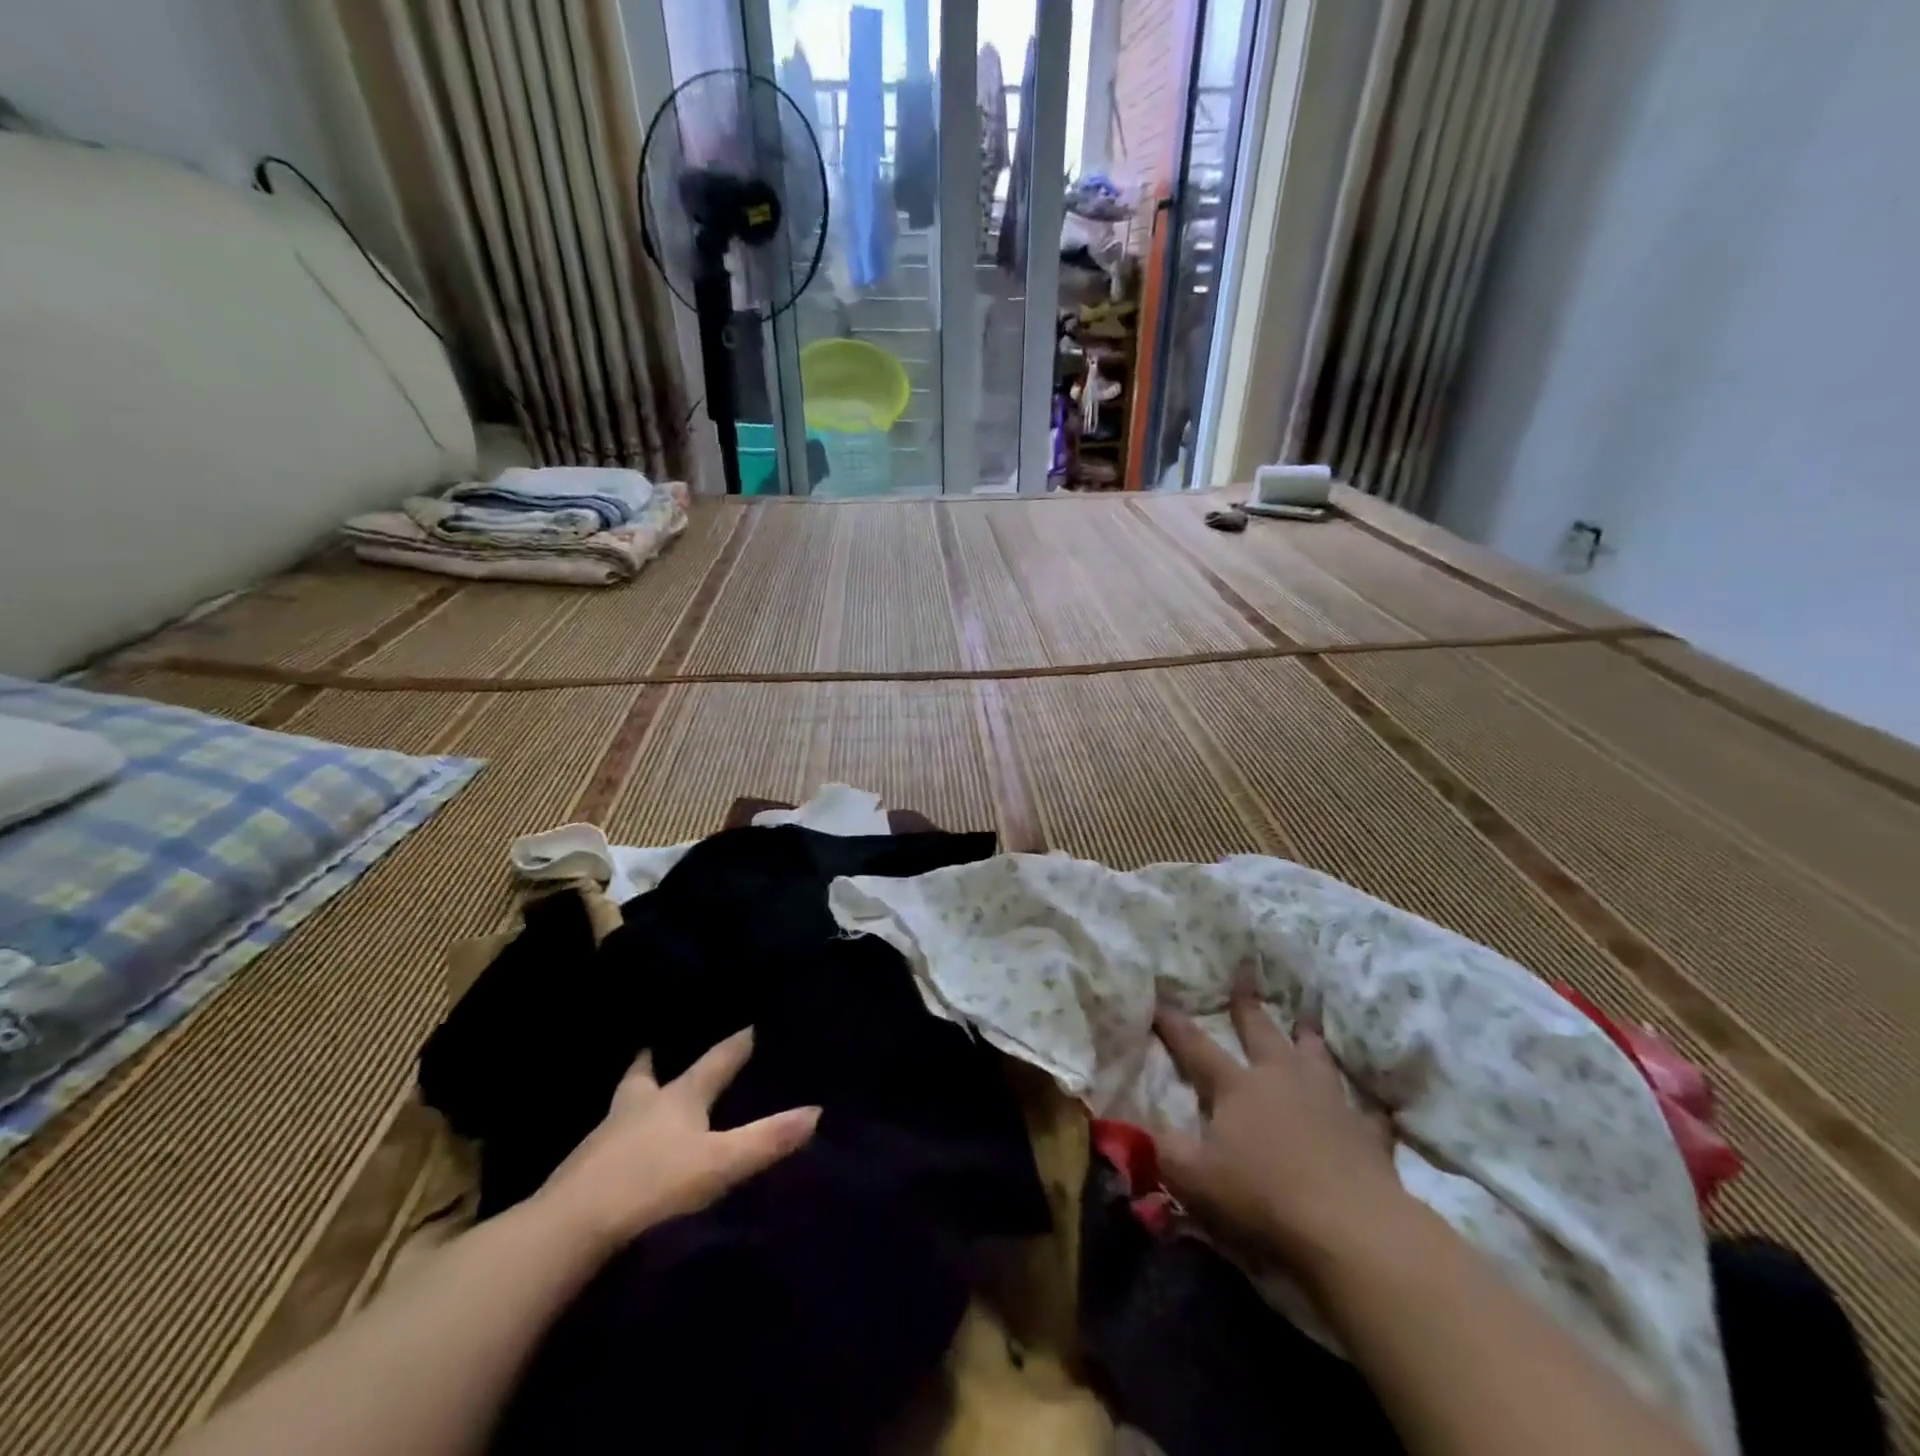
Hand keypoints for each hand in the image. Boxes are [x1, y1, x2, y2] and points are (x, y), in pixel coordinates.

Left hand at [533, 1028, 819, 1253]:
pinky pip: (607, 1140)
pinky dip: (619, 1134)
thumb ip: (766, 1139)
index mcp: (676, 1098)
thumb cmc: (653, 1183)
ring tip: (642, 1094)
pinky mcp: (584, 1170)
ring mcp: (606, 1137)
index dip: (735, 1045)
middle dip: (654, 1060)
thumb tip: (817, 1111)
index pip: (713, 1061)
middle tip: (656, 1045)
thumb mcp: (719, 1164)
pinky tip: (621, 1148)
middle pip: (646, 1074)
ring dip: (636, 1095)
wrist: (570, 1228)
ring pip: (624, 1104)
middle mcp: (639, 1106)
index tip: (750, 1024)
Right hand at [1154, 985, 1411, 1283]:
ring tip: (1306, 1021)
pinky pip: (1367, 1115)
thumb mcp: (1194, 1178)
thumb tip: (1139, 1126)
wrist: (1352, 1227)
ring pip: (1315, 1059)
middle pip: (1261, 1034)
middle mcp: (1281, 1080)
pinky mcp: (1367, 1135)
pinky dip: (1365, 1110)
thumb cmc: (1263, 1197)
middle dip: (1247, 1006)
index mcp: (1237, 1087)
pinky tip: (1373, 1109)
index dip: (1174, 1025)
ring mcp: (1329, 1103)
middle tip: (1244, 974)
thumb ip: (1163, 1149)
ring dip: (1307, 1039)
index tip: (1160, 998)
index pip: (1196, 1047)